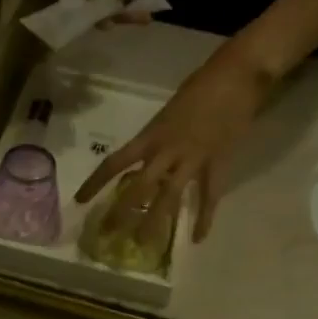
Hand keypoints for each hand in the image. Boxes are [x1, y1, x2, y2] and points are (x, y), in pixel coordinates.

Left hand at [75, 41, 269, 243]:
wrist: (237, 74)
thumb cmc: (201, 86)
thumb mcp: (168, 112)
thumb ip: (157, 137)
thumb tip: (146, 159)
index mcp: (151, 135)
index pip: (115, 163)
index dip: (95, 183)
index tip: (79, 201)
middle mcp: (167, 150)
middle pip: (138, 186)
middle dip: (121, 211)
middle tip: (107, 234)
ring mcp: (193, 159)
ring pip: (169, 196)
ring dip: (155, 221)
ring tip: (144, 244)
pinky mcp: (218, 163)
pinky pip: (209, 195)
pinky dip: (204, 217)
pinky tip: (197, 238)